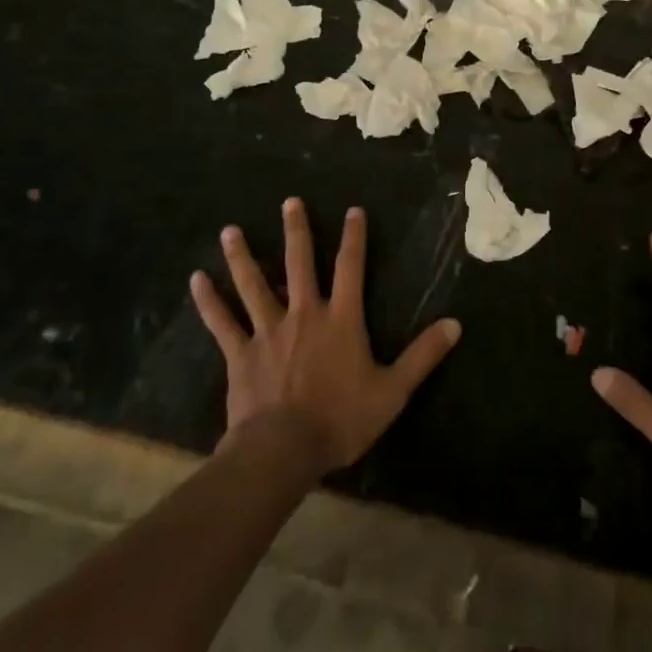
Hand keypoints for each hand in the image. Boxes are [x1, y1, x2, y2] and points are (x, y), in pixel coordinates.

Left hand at [190, 198, 461, 474]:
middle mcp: (303, 314)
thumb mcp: (392, 391)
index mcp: (341, 319)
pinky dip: (209, 301)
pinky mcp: (240, 353)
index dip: (354, 238)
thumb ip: (423, 355)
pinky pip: (222, 322)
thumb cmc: (341, 419)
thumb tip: (455, 324)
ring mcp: (268, 331)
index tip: (353, 210)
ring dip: (242, 256)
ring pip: (254, 284)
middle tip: (290, 201)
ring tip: (230, 230)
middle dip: (296, 230)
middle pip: (299, 263)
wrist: (284, 450)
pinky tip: (196, 280)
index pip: (351, 268)